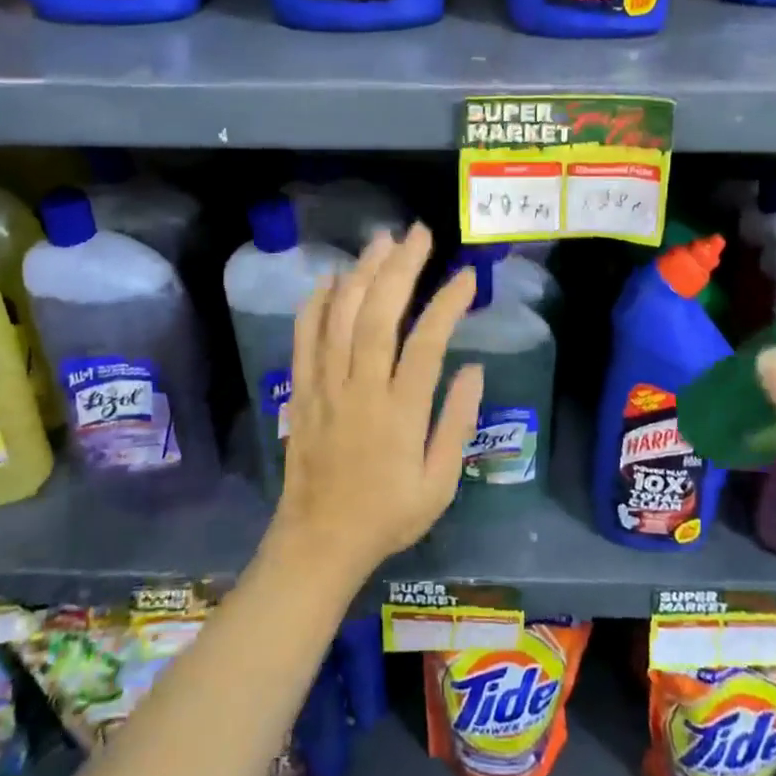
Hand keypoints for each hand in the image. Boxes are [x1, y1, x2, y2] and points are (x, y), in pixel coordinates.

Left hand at [269, 224, 482, 585]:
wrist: (318, 542)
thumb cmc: (387, 515)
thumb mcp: (438, 485)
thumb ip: (456, 423)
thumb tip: (473, 368)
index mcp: (399, 414)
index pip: (425, 344)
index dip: (446, 305)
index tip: (465, 277)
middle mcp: (360, 390)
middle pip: (377, 315)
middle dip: (400, 269)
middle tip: (419, 234)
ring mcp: (325, 386)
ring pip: (340, 317)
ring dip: (361, 273)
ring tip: (382, 241)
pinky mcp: (302, 389)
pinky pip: (304, 337)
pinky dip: (316, 303)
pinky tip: (330, 277)